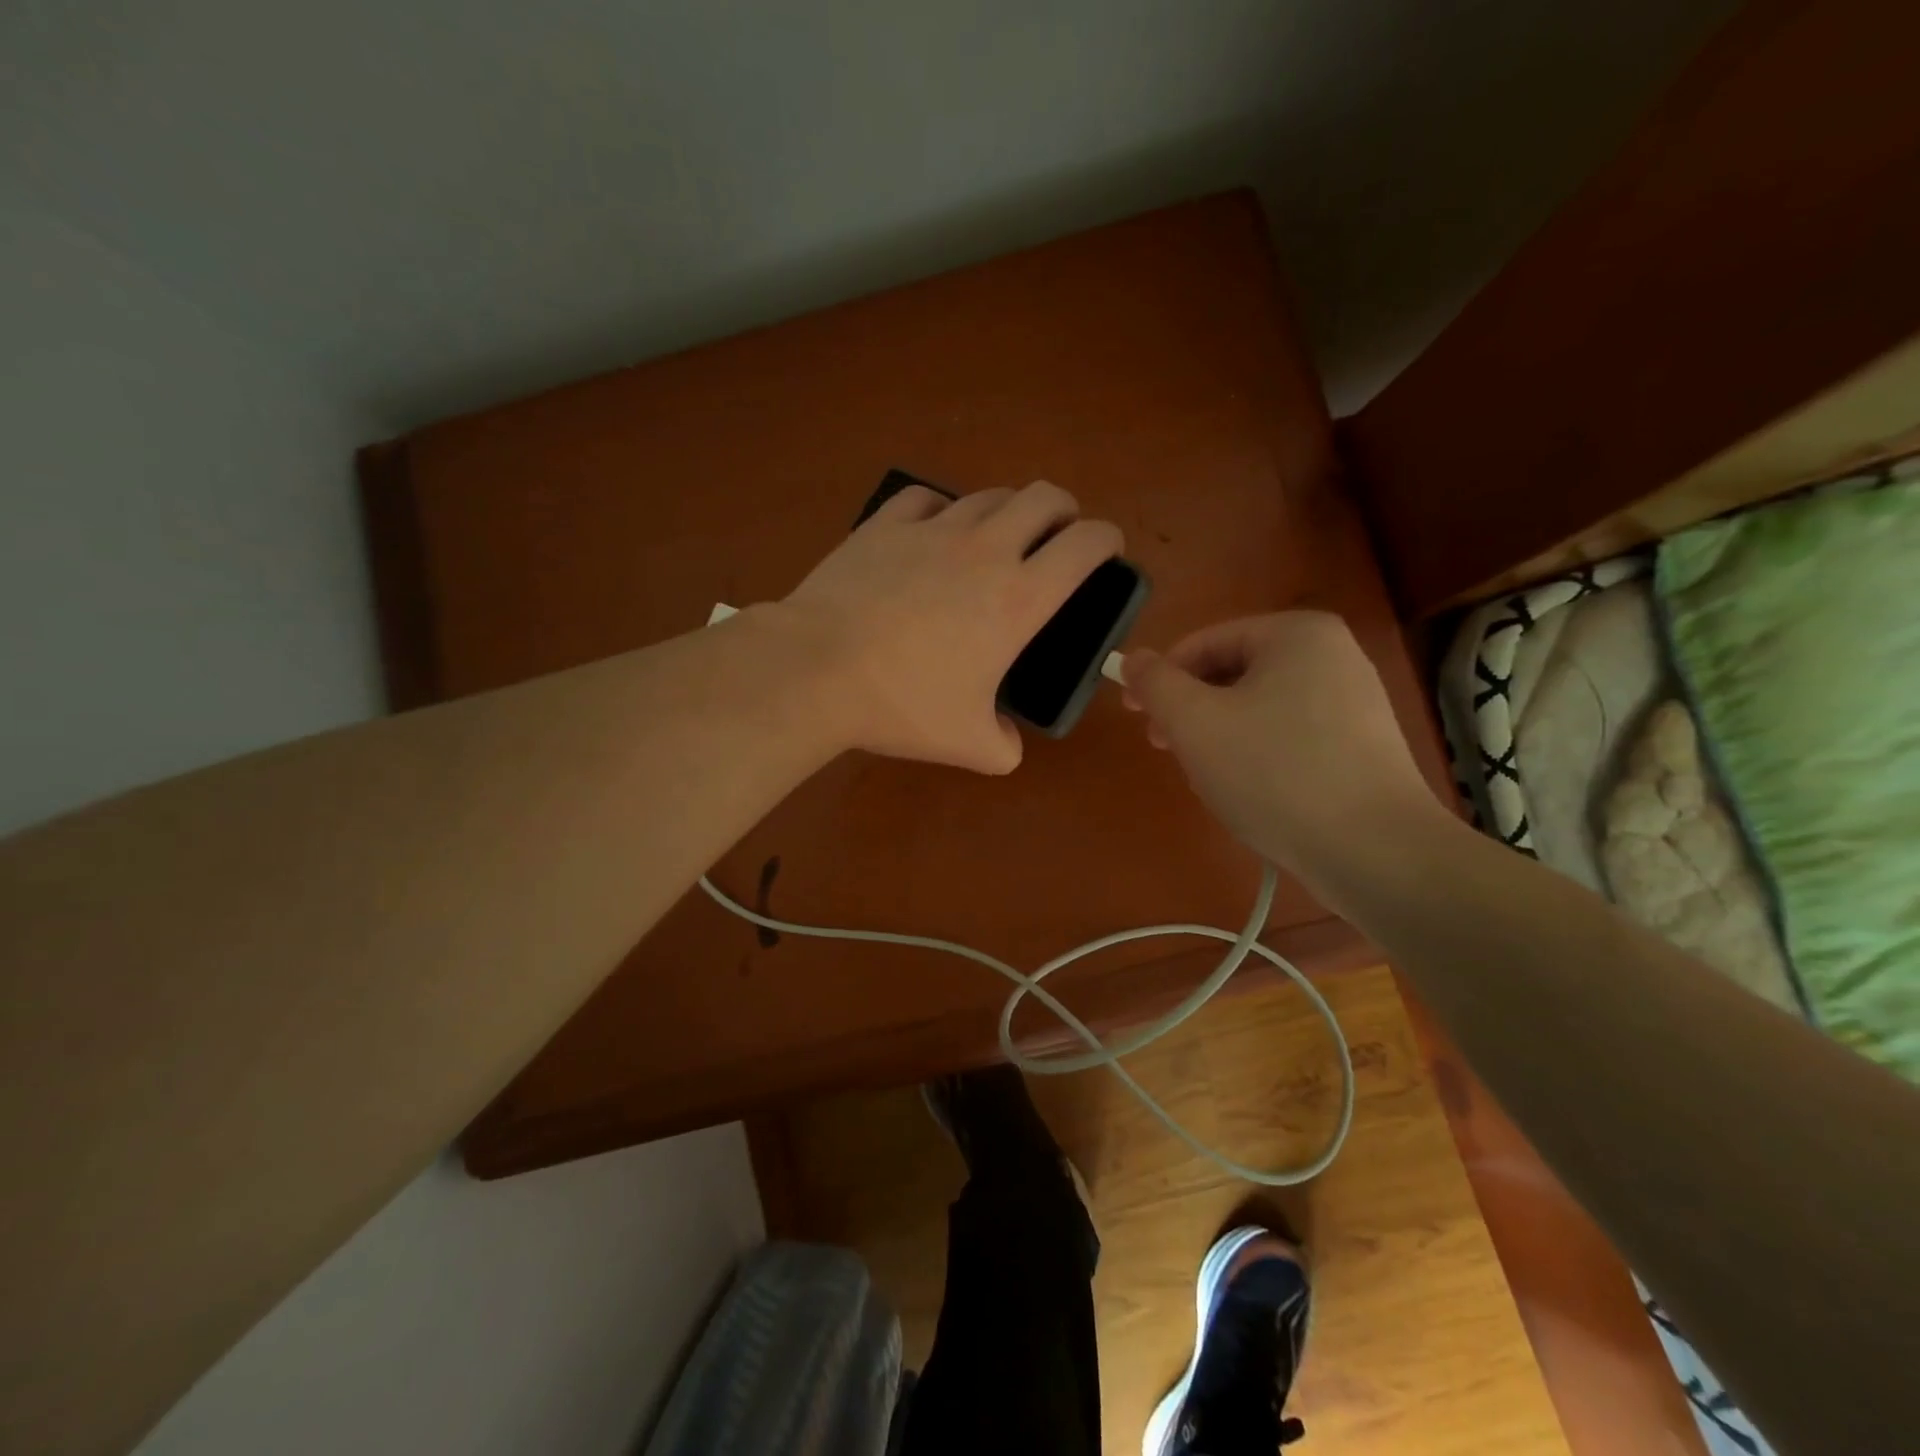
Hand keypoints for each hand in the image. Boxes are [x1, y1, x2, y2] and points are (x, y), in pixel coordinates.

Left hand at [773, 481, 1122, 773]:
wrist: (818, 671)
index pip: (1086, 544)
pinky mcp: (884, 525)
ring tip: (997, 536)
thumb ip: (1004, 747)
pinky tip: (932, 530)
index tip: (1107, 551)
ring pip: (988, 495)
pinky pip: (926, 498)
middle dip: (1063, 510)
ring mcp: (932, 531)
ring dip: (1007, 509)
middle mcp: (985, 550)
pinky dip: (941, 508)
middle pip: (1044, 497)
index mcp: (1019, 598)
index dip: (1107, 539)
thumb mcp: (967, 745)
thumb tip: (1007, 742)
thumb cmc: (902, 704)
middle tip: (1056, 537)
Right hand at [1122, 612, 1440, 877]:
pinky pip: (1289, 736)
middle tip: (1164, 749)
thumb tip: (1133, 659)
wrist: (1374, 851)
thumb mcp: (1194, 723)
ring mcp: (1354, 702)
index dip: (1160, 677)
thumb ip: (1155, 683)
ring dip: (1219, 737)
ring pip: (1258, 708)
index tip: (1135, 716)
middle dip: (1191, 712)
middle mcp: (1333, 655)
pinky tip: (1249, 793)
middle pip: (1233, 674)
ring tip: (1207, 779)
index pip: (1205, 643)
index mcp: (1296, 634)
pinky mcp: (1362, 746)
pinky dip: (1257, 756)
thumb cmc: (1274, 773)